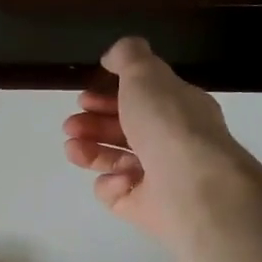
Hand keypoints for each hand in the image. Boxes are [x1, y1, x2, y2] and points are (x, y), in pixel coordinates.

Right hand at [63, 37, 243, 246]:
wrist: (190, 186)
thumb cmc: (168, 124)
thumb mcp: (145, 74)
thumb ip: (128, 56)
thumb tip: (113, 55)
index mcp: (178, 108)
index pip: (141, 99)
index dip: (109, 96)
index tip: (83, 97)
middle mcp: (170, 141)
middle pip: (123, 129)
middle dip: (92, 123)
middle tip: (70, 124)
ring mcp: (158, 177)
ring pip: (114, 159)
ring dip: (89, 150)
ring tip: (73, 148)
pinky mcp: (143, 206)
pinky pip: (116, 192)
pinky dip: (111, 184)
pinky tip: (118, 180)